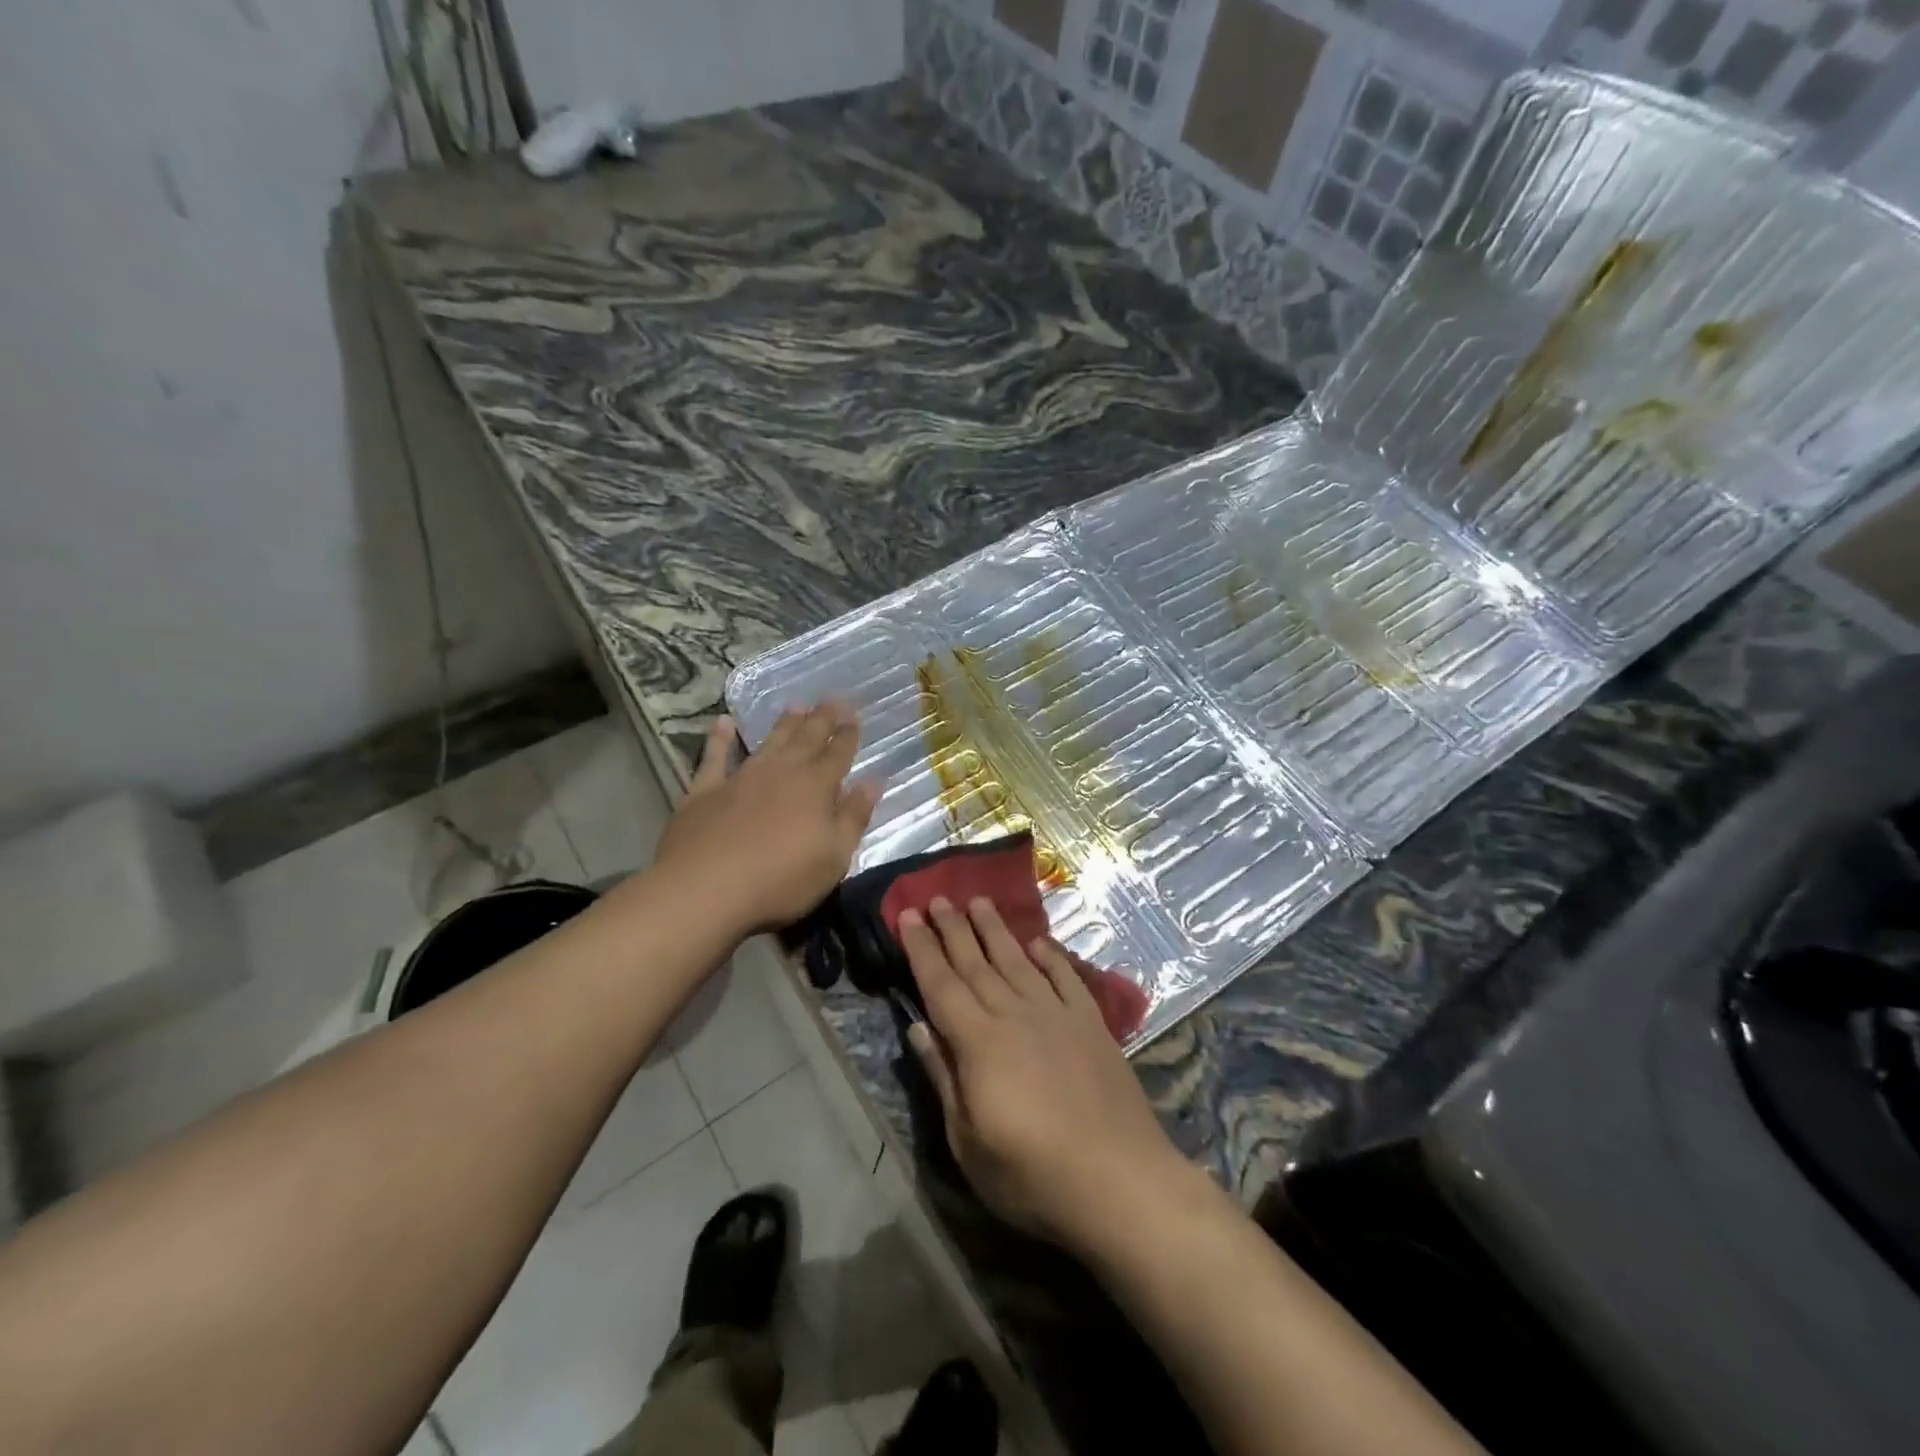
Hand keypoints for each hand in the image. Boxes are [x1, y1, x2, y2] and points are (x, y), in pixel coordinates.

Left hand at [654, 705, 880, 936]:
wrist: (705, 889)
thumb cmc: (781, 878)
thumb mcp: (834, 856)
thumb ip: (854, 816)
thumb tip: (874, 781)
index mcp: (816, 787)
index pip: (838, 754)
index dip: (848, 735)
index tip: (855, 716)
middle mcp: (781, 772)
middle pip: (806, 738)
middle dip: (822, 718)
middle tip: (833, 700)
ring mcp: (741, 778)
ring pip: (769, 742)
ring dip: (784, 724)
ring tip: (796, 706)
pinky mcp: (706, 791)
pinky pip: (714, 757)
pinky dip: (719, 738)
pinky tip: (722, 722)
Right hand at [900, 897, 1189, 1251]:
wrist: (1119, 1180)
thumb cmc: (1032, 1175)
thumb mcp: (968, 1143)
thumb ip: (944, 1078)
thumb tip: (918, 1028)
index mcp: (979, 1042)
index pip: (941, 984)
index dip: (922, 948)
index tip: (908, 914)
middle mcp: (1015, 1015)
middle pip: (976, 963)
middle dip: (952, 928)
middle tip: (937, 897)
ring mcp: (1057, 1015)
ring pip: (1017, 961)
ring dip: (995, 930)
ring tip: (979, 901)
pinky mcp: (1091, 1024)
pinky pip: (1066, 979)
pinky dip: (1051, 958)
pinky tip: (1039, 943)